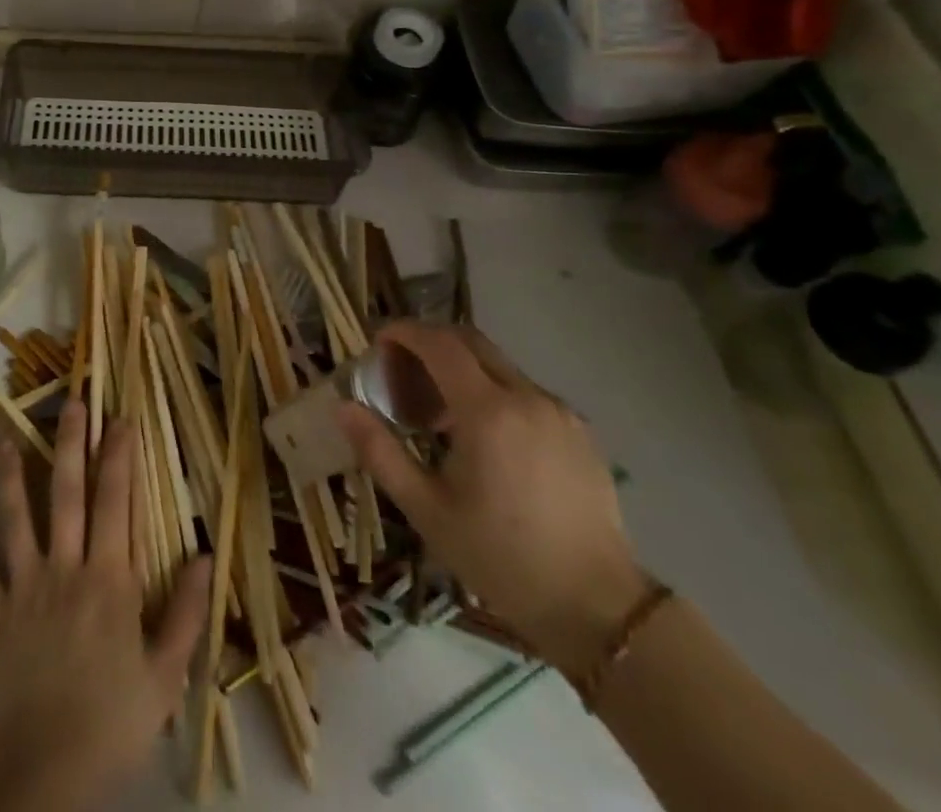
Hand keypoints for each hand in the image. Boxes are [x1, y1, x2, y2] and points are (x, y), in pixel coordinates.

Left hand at [0, 400, 210, 811]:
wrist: (42, 771)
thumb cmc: (111, 721)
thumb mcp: (165, 675)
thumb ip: (185, 612)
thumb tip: (205, 555)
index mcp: (109, 577)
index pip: (117, 500)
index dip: (119, 455)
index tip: (122, 417)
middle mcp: (66, 567)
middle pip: (67, 492)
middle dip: (71, 442)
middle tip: (73, 402)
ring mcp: (24, 587)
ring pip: (15, 517)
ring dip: (10, 474)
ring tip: (6, 436)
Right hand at [339, 321, 648, 681]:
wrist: (597, 607)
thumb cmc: (501, 559)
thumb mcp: (428, 510)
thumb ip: (381, 452)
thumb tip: (343, 407)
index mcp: (488, 411)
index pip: (440, 344)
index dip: (405, 333)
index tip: (379, 341)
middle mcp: (527, 396)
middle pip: (471, 342)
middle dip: (431, 343)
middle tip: (402, 372)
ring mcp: (559, 410)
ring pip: (499, 366)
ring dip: (463, 370)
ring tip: (439, 415)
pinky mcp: (580, 430)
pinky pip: (526, 392)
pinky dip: (494, 393)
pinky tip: (485, 439)